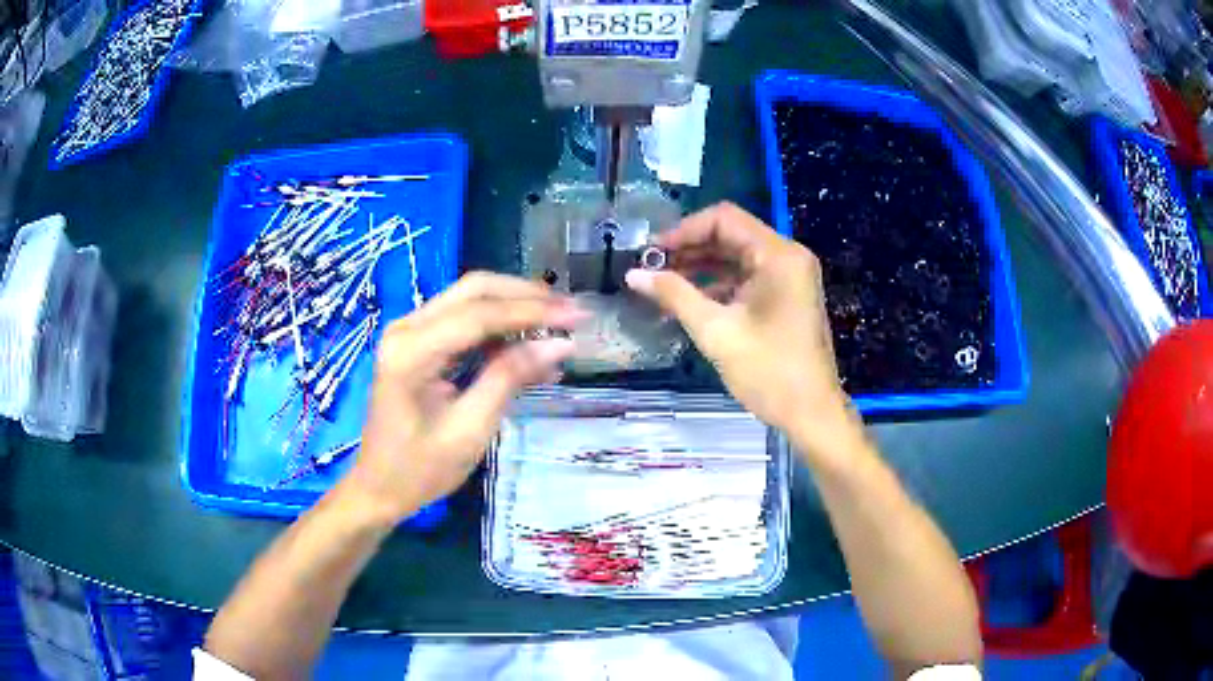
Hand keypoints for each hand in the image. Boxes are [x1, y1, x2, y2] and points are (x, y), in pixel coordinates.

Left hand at [347, 273, 583, 522]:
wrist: (378, 487)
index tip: (578, 316)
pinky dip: (500, 328)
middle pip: (474, 290)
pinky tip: (531, 346)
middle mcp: (407, 328)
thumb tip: (561, 345)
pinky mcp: (419, 343)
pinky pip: (464, 321)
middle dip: (526, 296)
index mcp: (412, 350)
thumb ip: (510, 379)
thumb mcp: (470, 430)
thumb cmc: (420, 469)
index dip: (533, 311)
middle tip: (571, 311)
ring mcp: (410, 332)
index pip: (480, 314)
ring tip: (559, 324)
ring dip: (515, 307)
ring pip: (471, 299)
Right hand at [626, 203, 847, 435]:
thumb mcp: (716, 332)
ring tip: (663, 286)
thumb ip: (674, 295)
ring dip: (701, 267)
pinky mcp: (787, 296)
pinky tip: (689, 302)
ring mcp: (790, 277)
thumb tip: (633, 274)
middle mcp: (787, 257)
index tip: (651, 252)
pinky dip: (719, 285)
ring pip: (737, 257)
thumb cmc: (769, 372)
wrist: (811, 414)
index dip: (683, 230)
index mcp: (778, 255)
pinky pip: (748, 278)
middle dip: (689, 249)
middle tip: (651, 268)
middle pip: (731, 235)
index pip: (724, 219)